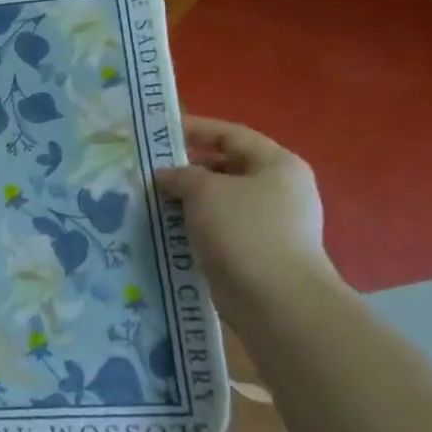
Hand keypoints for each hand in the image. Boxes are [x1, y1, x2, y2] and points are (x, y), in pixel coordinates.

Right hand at [156, 116, 335, 319]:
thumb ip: (181, 175)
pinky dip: (196, 226)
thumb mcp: (204, 191)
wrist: (277, 301)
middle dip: (188, 169)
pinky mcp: (259, 253)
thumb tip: (165, 176)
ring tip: (153, 201)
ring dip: (188, 200)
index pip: (231, 135)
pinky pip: (221, 229)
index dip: (196, 129)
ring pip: (221, 202)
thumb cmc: (244, 231)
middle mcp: (280, 190)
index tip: (161, 133)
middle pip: (227, 168)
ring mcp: (272, 224)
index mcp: (277, 164)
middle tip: (151, 172)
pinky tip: (169, 230)